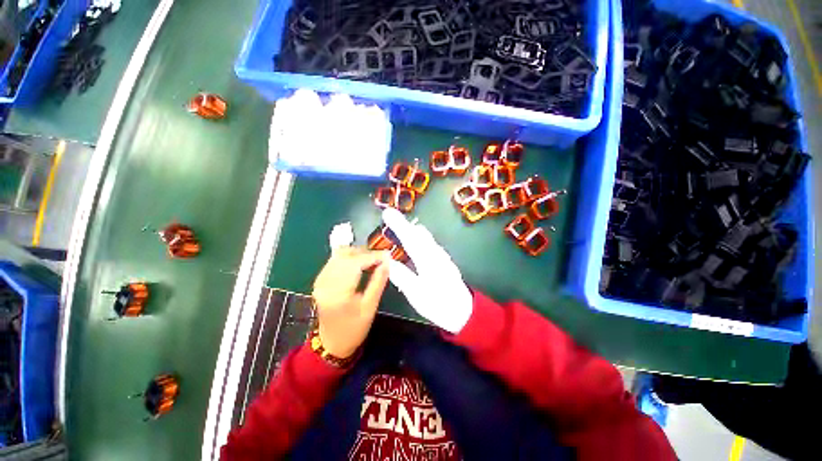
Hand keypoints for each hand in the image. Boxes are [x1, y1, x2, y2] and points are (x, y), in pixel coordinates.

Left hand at [312, 246, 388, 357]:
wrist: (333, 342)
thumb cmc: (354, 329)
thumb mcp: (370, 308)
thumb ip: (378, 283)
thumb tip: (387, 263)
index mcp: (338, 293)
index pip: (355, 264)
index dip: (371, 256)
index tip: (387, 255)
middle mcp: (325, 283)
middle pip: (344, 256)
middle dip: (363, 253)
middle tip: (381, 257)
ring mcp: (320, 281)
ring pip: (337, 256)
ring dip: (355, 254)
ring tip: (372, 260)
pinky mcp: (319, 281)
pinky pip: (333, 262)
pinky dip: (346, 259)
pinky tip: (358, 264)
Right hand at [382, 208, 472, 332]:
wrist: (464, 313)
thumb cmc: (439, 304)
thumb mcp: (416, 293)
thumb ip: (402, 276)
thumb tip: (387, 261)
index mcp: (428, 259)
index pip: (410, 237)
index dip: (397, 224)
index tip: (387, 212)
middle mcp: (437, 254)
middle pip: (420, 234)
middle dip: (405, 225)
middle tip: (390, 219)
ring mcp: (443, 259)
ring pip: (426, 239)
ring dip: (412, 233)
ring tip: (399, 230)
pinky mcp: (445, 265)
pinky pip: (429, 246)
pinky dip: (418, 241)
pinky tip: (414, 248)